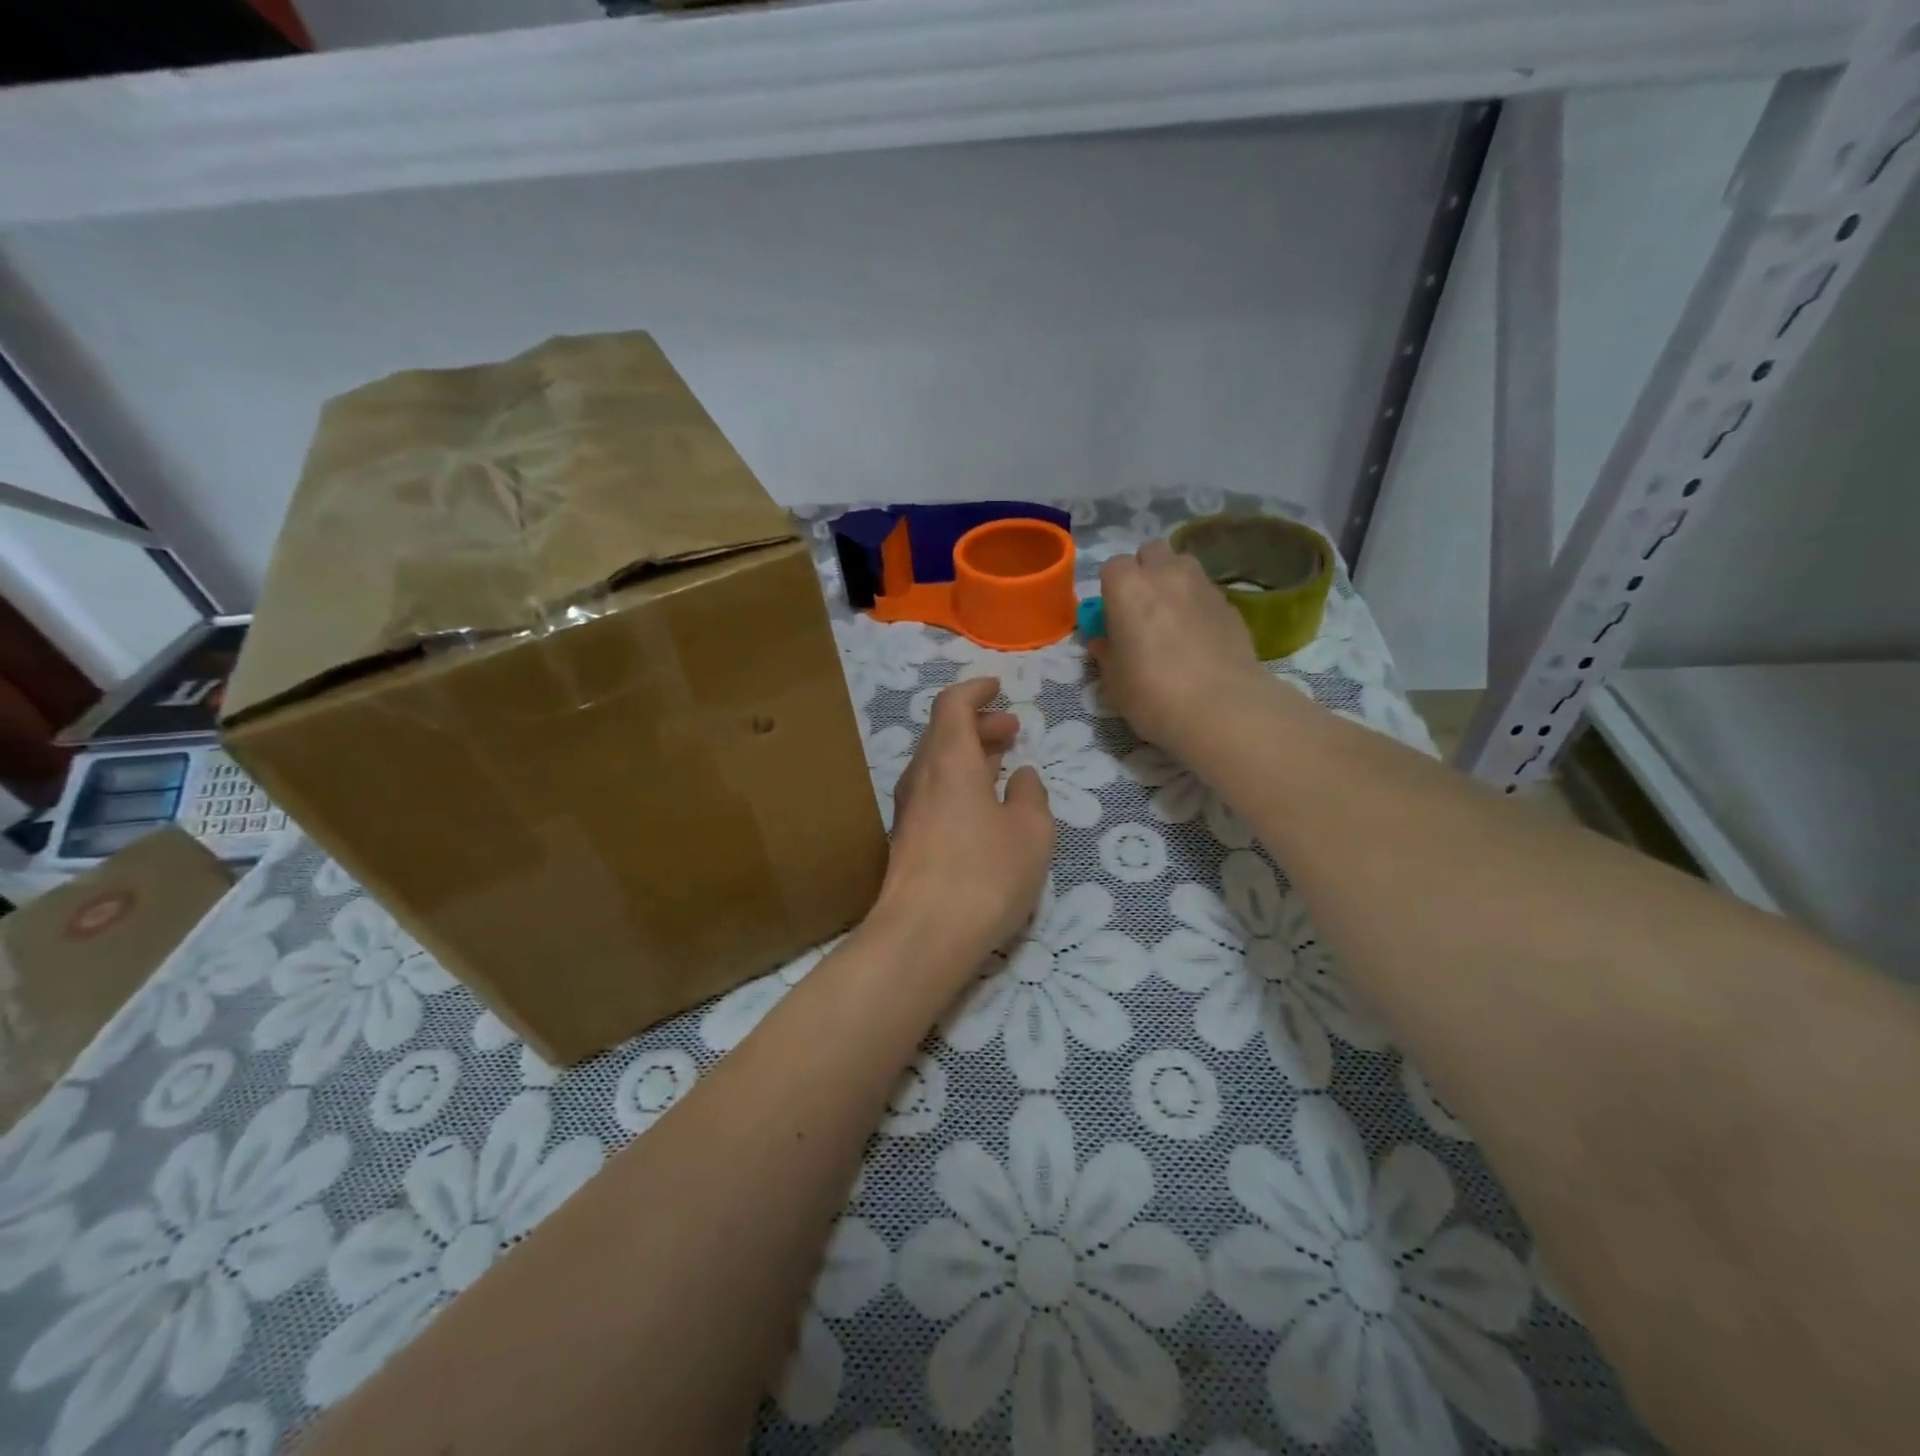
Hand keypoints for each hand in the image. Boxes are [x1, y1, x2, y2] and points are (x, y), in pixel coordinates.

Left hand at [876, 677, 1053, 961]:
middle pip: (944, 733)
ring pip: (938, 764)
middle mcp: (921, 777)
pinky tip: (983, 807)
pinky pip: (934, 792)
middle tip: (1012, 731)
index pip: (953, 704)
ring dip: (969, 755)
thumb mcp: (1031, 832)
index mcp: (949, 760)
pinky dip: (959, 783)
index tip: (999, 687)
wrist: (922, 936)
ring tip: (1002, 763)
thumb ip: (1031, 796)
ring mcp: (909, 810)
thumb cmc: (985, 874)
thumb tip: (1023, 777)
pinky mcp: (906, 839)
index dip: (976, 690)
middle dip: (979, 724)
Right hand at [1090, 539, 1273, 757]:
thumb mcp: (1114, 680)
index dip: (1111, 589)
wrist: (1221, 708)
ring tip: (1172, 617)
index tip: (1112, 615)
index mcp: (1128, 587)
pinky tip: (1198, 637)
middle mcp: (1166, 574)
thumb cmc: (1152, 693)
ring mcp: (1203, 585)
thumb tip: (1104, 642)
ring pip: (1183, 565)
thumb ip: (1106, 653)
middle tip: (1141, 607)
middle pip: (1152, 552)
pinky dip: (1197, 605)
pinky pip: (1206, 592)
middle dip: (1144, 570)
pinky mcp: (1231, 605)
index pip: (1113, 566)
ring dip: (1173, 581)